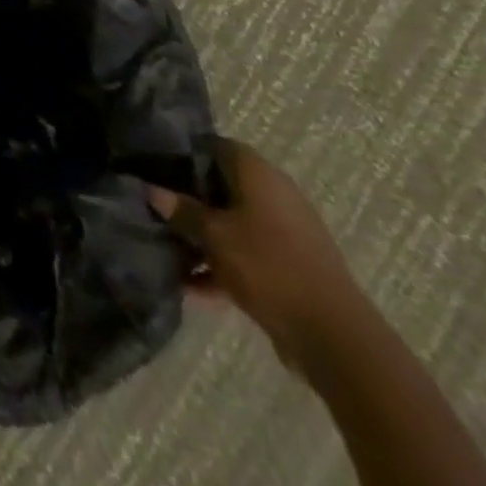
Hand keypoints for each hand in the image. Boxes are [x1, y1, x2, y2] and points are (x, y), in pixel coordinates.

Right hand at [148, 139, 366, 371]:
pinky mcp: (289, 267)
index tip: (153, 165)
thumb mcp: (213, 236)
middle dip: (187, 197)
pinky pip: (246, 255)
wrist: (335, 339)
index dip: (182, 152)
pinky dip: (222, 266)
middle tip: (154, 205)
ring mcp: (285, 233)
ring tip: (165, 247)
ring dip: (202, 236)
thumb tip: (150, 188)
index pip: (213, 146)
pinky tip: (190, 287)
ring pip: (232, 223)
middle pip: (220, 185)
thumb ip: (180, 209)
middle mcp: (274, 195)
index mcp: (258, 174)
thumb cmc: (268, 267)